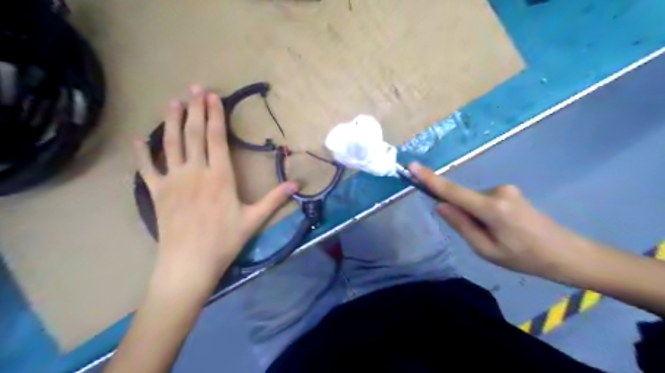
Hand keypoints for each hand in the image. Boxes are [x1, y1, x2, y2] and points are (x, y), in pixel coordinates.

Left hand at [135, 85, 296, 282]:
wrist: (189, 263)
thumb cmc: (224, 241)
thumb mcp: (254, 219)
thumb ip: (275, 199)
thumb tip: (297, 184)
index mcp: (220, 177)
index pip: (216, 139)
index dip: (215, 116)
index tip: (213, 97)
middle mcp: (195, 172)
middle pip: (194, 135)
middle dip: (195, 109)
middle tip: (195, 88)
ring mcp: (173, 181)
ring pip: (171, 144)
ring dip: (172, 121)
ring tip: (173, 102)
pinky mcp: (157, 193)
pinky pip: (147, 169)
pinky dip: (142, 154)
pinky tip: (139, 139)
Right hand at [411, 161, 585, 277]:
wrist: (566, 253)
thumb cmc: (525, 258)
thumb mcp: (487, 250)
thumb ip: (461, 226)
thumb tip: (441, 206)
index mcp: (491, 208)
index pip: (452, 191)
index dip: (430, 179)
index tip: (412, 166)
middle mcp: (497, 191)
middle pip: (463, 199)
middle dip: (463, 215)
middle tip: (483, 239)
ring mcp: (505, 189)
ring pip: (474, 201)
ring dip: (476, 217)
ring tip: (498, 236)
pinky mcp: (509, 191)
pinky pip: (484, 200)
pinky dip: (483, 213)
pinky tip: (503, 229)